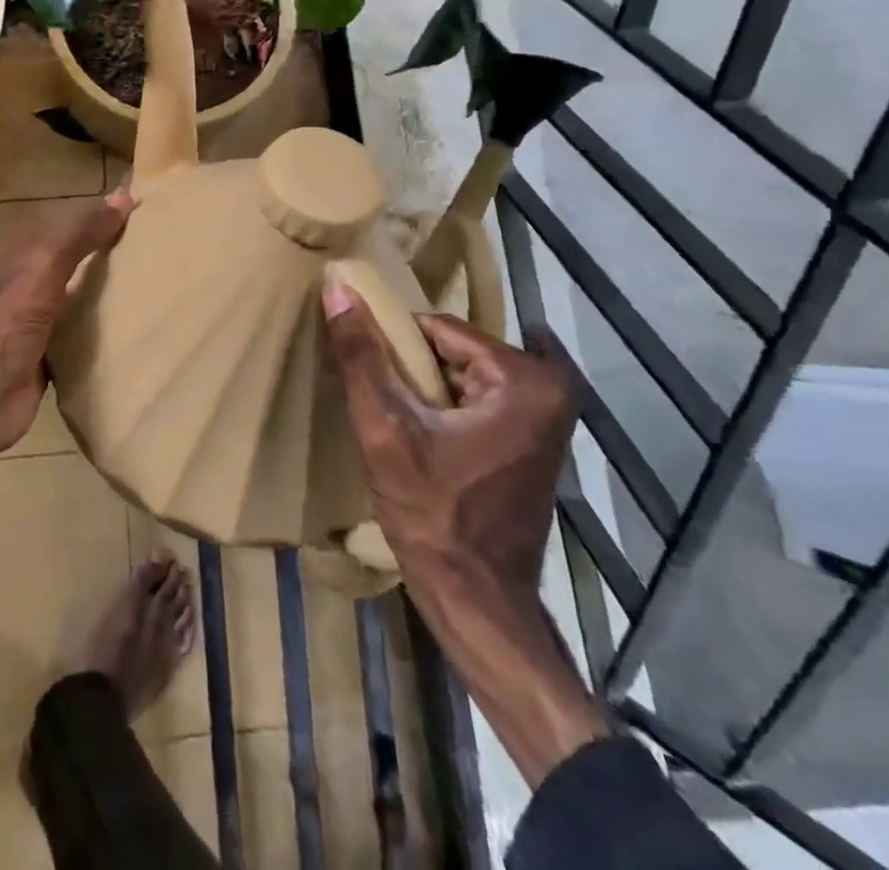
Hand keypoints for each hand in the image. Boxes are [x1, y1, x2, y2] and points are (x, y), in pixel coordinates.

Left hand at [0, 190, 134, 473]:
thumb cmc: (14, 325)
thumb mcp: (47, 270)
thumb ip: (81, 236)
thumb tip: (122, 198)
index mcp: (26, 256)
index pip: (70, 223)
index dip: (101, 214)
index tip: (142, 209)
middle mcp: (33, 282)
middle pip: (78, 257)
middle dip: (111, 251)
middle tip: (158, 246)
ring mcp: (42, 317)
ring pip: (83, 292)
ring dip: (111, 288)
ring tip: (156, 281)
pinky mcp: (53, 350)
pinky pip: (86, 328)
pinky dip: (107, 323)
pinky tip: (136, 324)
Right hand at [323, 297, 574, 607]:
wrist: (477, 601)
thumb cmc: (434, 515)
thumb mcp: (386, 429)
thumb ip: (361, 357)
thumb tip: (337, 287)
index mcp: (525, 378)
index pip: (437, 328)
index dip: (394, 347)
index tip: (369, 374)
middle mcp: (551, 388)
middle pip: (453, 350)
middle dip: (412, 370)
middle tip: (385, 406)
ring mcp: (548, 416)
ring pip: (462, 374)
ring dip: (426, 389)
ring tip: (398, 421)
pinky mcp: (536, 439)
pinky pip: (478, 398)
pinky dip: (446, 408)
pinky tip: (421, 436)